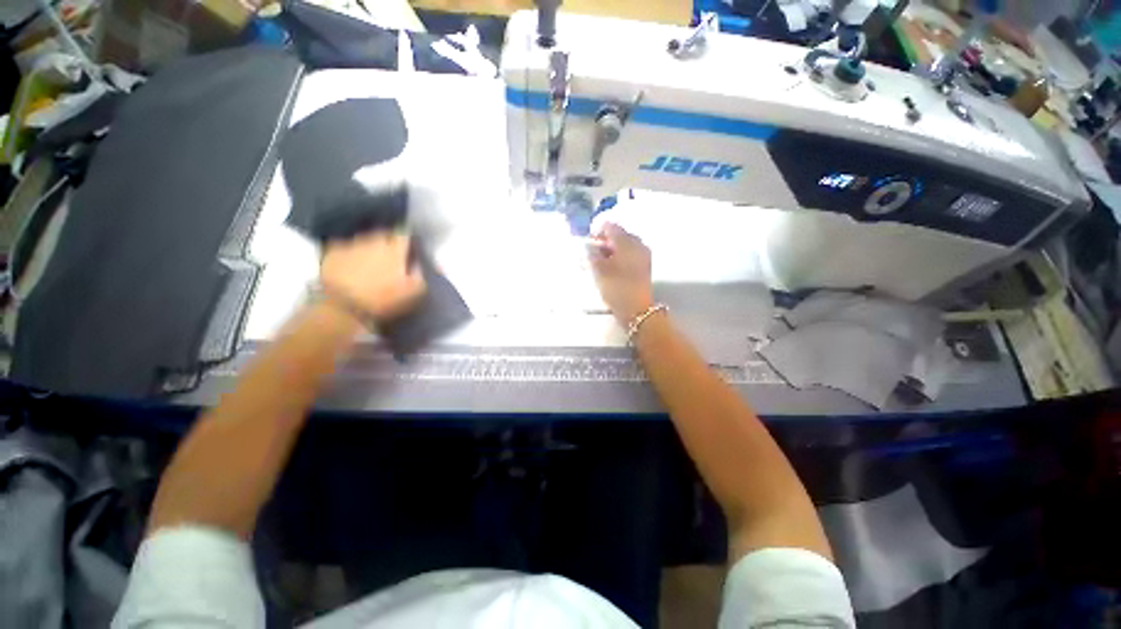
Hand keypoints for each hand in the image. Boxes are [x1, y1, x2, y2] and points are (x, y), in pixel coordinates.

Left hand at [321, 231, 425, 320]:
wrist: (341, 307)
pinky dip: (349, 250)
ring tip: (369, 256)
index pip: (404, 234)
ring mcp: (351, 243)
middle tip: (390, 252)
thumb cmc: (382, 299)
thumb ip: (418, 274)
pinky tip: (349, 260)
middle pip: (383, 233)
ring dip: (368, 244)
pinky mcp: (332, 251)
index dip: (407, 238)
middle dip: (387, 239)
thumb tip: (416, 263)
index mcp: (394, 249)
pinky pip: (344, 245)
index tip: (408, 245)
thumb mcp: (413, 292)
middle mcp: (373, 240)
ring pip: (364, 238)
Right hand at [588, 222, 653, 324]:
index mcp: (626, 241)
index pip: (609, 226)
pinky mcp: (645, 266)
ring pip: (624, 245)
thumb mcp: (599, 270)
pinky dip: (619, 257)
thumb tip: (589, 246)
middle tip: (592, 253)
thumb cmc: (616, 287)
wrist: (637, 309)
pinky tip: (612, 267)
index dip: (596, 231)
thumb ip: (592, 254)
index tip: (587, 242)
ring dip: (612, 250)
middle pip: (618, 235)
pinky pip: (630, 254)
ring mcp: (643, 254)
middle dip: (604, 241)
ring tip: (600, 262)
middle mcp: (637, 243)